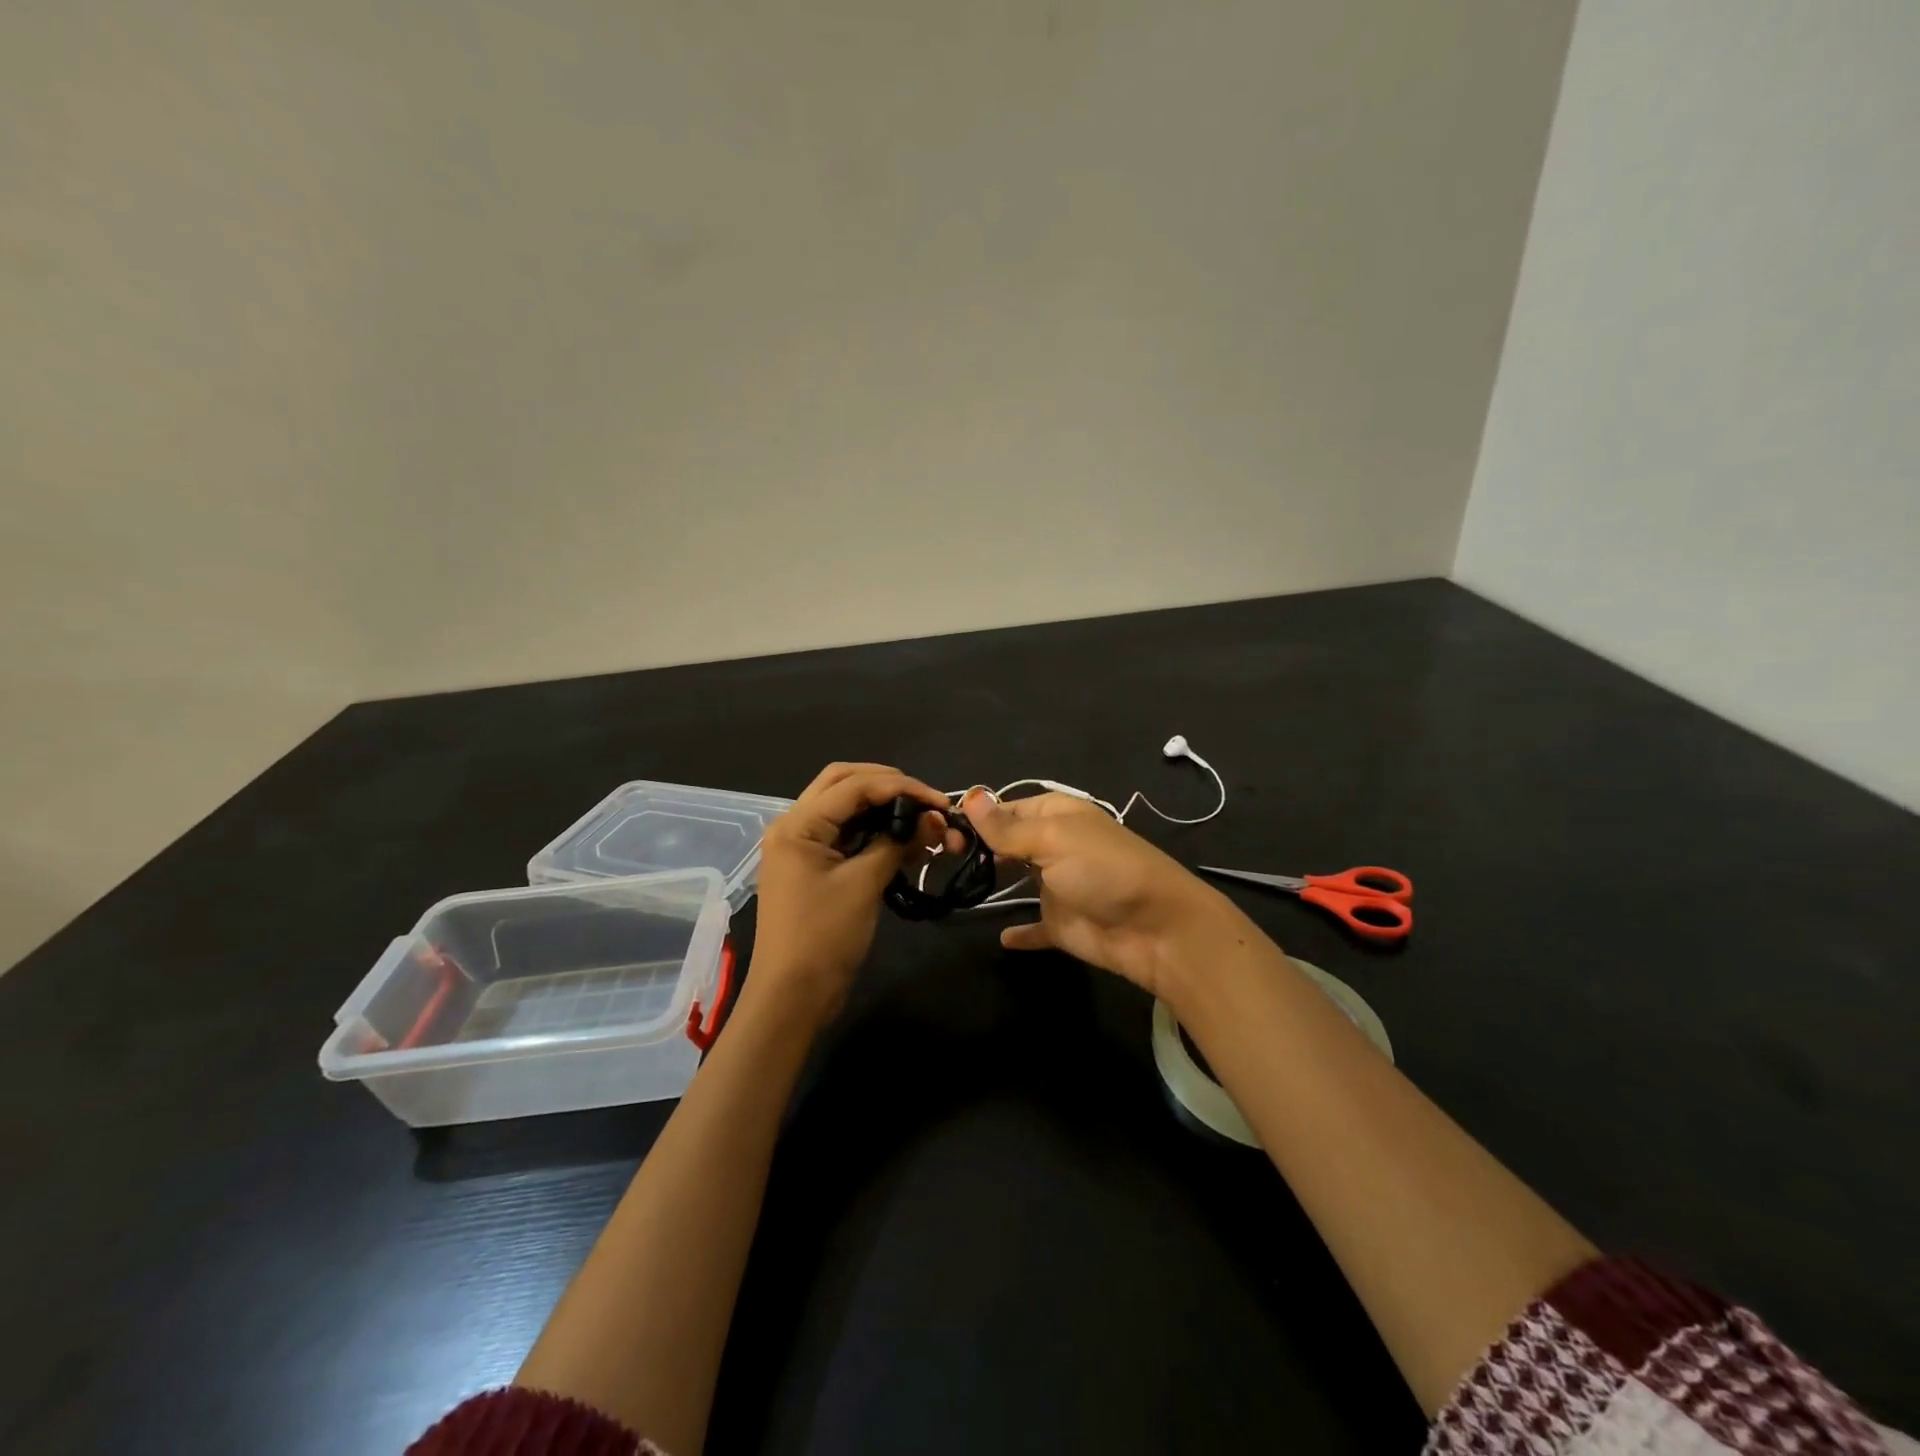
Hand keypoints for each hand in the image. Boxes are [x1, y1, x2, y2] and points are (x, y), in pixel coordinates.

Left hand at [747, 763, 953, 1026]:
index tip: (940, 801)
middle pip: (844, 782)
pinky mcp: (812, 866)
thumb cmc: (824, 938)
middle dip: (888, 785)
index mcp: (798, 824)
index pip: (854, 785)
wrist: (792, 998)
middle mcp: (794, 825)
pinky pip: (845, 834)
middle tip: (925, 800)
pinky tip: (904, 841)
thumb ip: (896, 843)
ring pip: (845, 806)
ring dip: (883, 807)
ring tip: (922, 821)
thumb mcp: (864, 884)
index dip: (901, 786)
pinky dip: (874, 831)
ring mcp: (801, 846)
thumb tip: (932, 820)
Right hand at [960, 789, 1256, 1002]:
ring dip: (993, 879)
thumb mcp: (1054, 840)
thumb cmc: (1104, 871)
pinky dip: (1021, 932)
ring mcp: (1059, 886)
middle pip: (1009, 841)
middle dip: (978, 845)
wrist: (1157, 929)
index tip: (940, 826)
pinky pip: (1035, 927)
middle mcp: (1056, 846)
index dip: (977, 815)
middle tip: (939, 854)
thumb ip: (1008, 827)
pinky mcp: (1063, 924)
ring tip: (953, 882)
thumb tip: (970, 795)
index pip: (1008, 808)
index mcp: (1057, 816)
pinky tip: (1002, 936)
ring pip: (1018, 879)